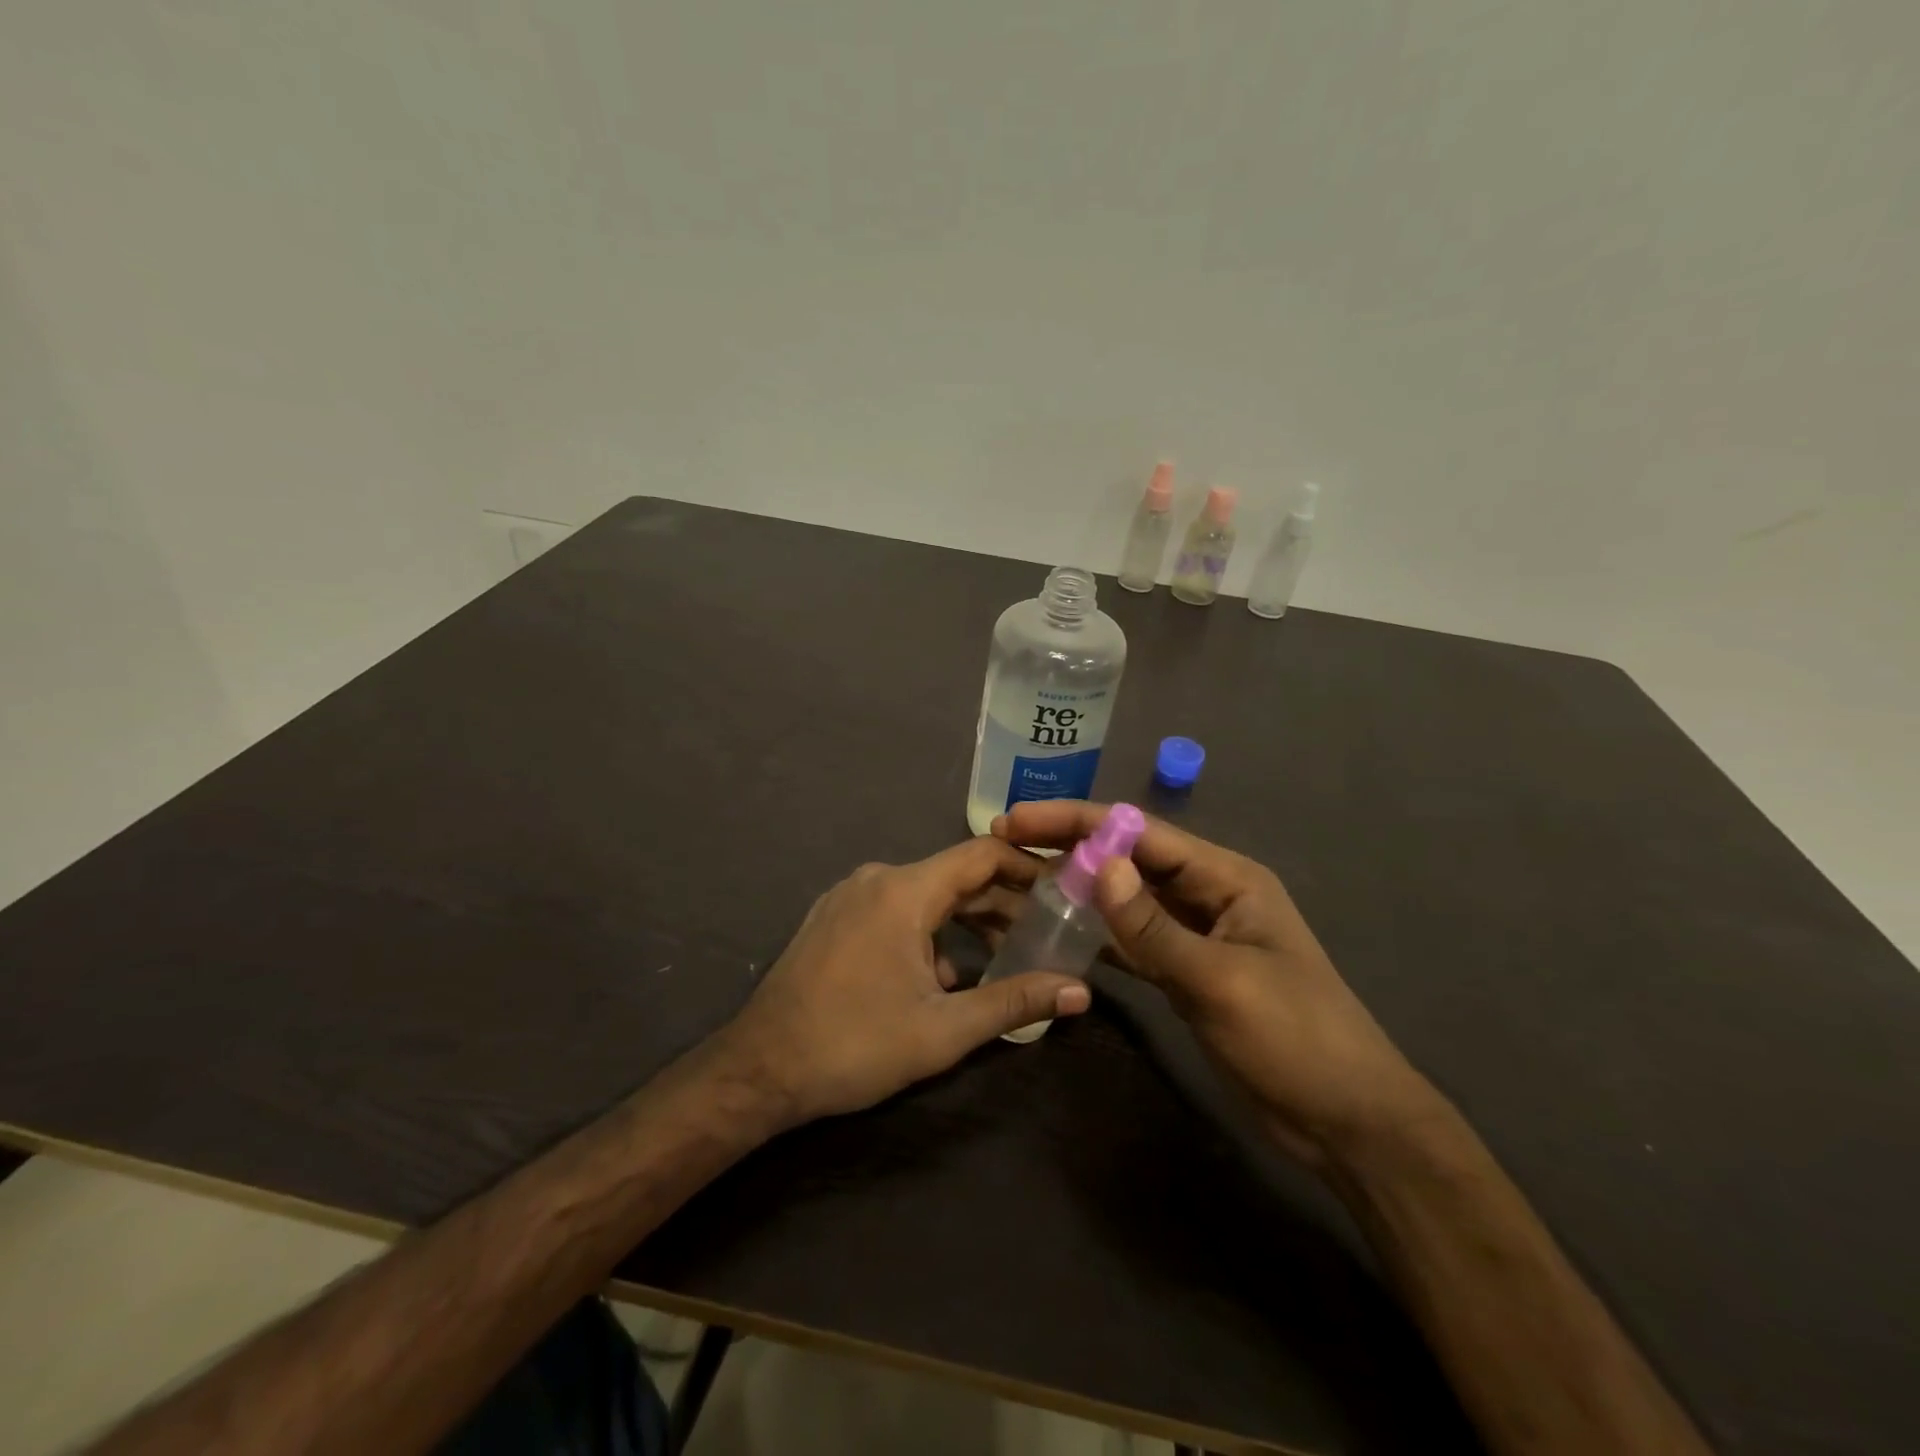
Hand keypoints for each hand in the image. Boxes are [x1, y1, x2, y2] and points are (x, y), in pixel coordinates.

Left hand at [712, 838, 1092, 1126]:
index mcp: (904, 890)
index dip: (1028, 867)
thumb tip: (1080, 992)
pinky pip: (895, 909)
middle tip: (1044, 932)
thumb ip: (1014, 1003)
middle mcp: (877, 878)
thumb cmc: (854, 1045)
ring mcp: (849, 895)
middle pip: (955, 875)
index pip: (982, 854)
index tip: (1063, 889)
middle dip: (1002, 902)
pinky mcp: (833, 917)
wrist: (758, 1069)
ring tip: (1002, 957)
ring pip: (925, 894)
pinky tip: (941, 976)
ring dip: (966, 921)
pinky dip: (928, 931)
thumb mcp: (943, 1030)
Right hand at [995, 802, 1439, 1166]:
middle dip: (1070, 846)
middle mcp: (1208, 893)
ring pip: (1127, 897)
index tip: (1018, 820)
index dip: (1077, 821)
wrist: (1346, 1120)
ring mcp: (1196, 933)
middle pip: (1129, 858)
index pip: (1140, 833)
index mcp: (1225, 877)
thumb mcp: (1221, 979)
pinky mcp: (1186, 970)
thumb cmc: (1296, 1039)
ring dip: (1079, 885)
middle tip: (1006, 841)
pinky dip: (1098, 931)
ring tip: (1021, 877)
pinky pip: (1133, 939)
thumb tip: (1100, 864)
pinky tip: (1060, 928)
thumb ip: (1154, 926)